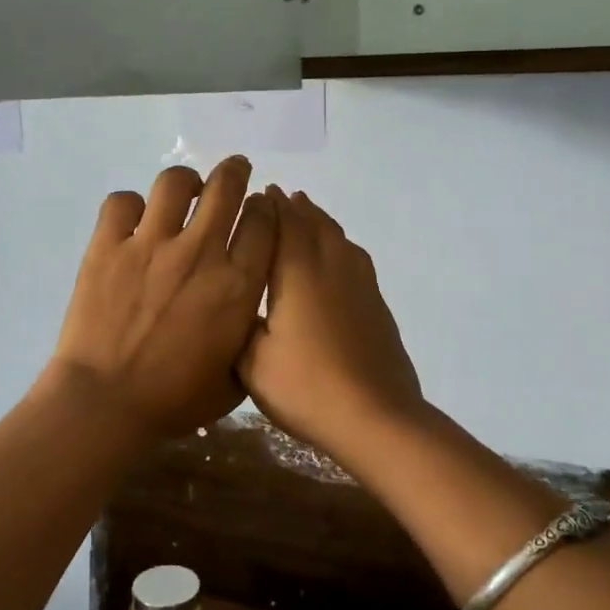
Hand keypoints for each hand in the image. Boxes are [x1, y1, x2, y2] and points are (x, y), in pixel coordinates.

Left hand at [47, 157, 275, 434]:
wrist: (106, 404)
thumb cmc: (174, 401)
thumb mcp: (235, 378)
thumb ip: (247, 336)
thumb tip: (246, 311)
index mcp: (237, 285)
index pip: (263, 222)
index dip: (265, 208)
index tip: (260, 208)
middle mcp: (200, 253)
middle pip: (226, 187)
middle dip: (235, 171)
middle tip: (234, 171)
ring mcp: (150, 244)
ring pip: (174, 183)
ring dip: (185, 182)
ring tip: (184, 192)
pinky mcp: (108, 246)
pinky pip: (122, 202)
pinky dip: (130, 206)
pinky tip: (133, 221)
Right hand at [240, 187, 423, 451]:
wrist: (376, 417)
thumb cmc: (305, 387)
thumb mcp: (251, 361)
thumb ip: (238, 322)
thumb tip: (233, 300)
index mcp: (297, 272)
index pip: (283, 223)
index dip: (270, 206)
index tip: (257, 193)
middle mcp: (331, 266)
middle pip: (313, 223)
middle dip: (294, 207)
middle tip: (277, 196)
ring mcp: (360, 283)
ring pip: (338, 237)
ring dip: (319, 220)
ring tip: (306, 213)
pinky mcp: (376, 303)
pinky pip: (353, 257)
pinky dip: (338, 244)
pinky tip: (335, 256)